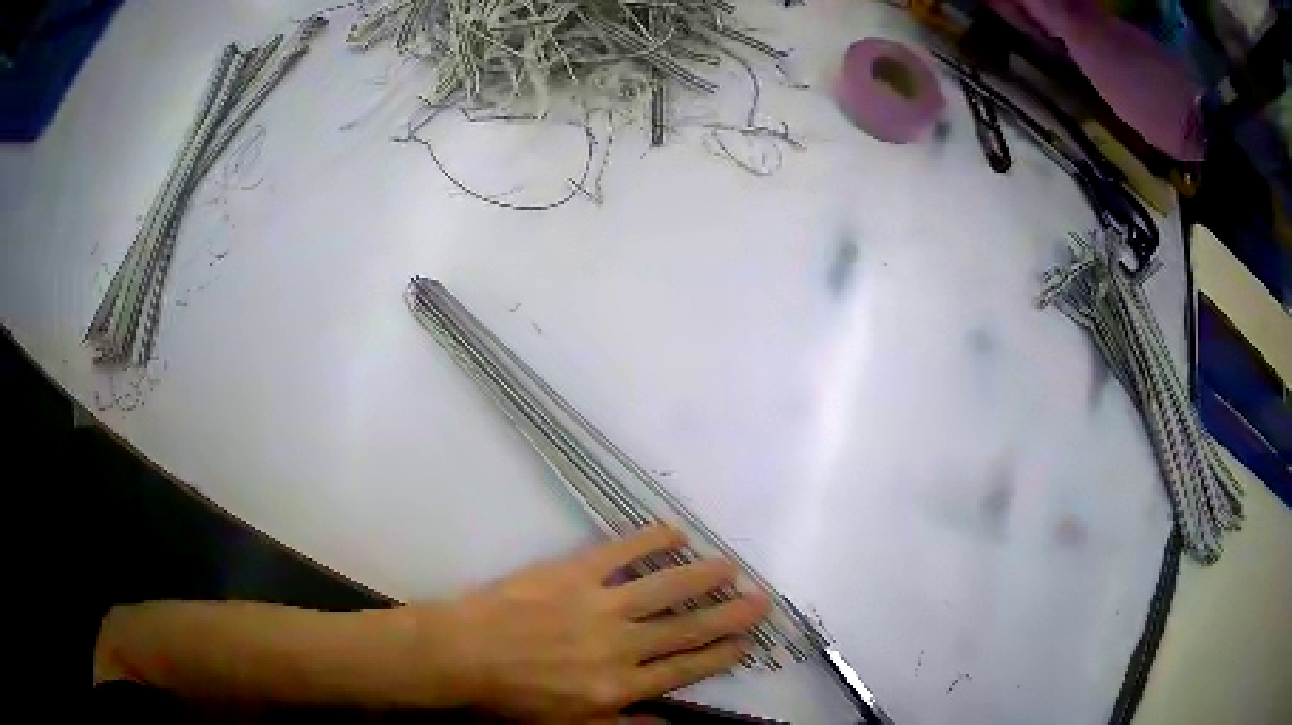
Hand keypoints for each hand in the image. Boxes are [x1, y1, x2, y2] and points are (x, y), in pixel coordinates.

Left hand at [438, 525, 768, 720]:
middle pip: (686, 629)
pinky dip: (651, 541)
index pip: (683, 671)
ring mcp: (600, 605)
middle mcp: (620, 646)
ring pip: (664, 590)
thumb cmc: (512, 697)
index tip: (745, 644)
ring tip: (729, 566)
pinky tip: (674, 533)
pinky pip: (621, 553)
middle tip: (760, 601)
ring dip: (701, 577)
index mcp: (618, 686)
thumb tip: (669, 724)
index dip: (718, 656)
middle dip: (728, 615)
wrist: (463, 654)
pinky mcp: (575, 573)